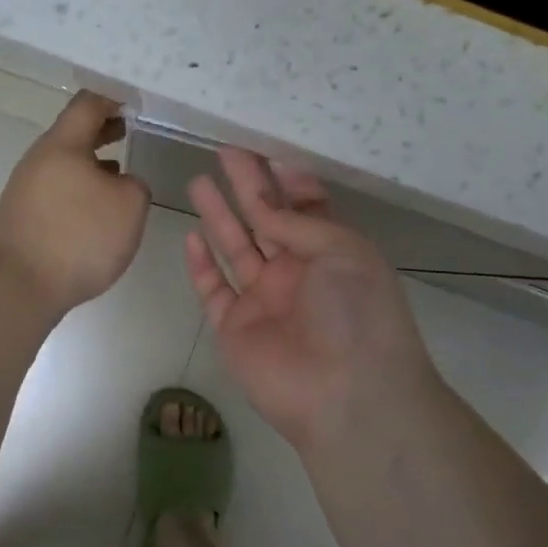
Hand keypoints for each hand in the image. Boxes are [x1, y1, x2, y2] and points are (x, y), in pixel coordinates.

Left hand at [0, 91, 151, 316]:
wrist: (20, 286)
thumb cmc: (80, 236)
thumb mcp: (129, 206)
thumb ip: (135, 184)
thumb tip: (120, 182)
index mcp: (62, 144)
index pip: (87, 104)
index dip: (113, 99)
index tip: (134, 103)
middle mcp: (39, 159)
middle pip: (73, 132)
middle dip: (103, 129)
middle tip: (130, 129)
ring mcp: (25, 187)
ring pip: (64, 162)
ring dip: (91, 161)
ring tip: (119, 171)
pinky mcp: (22, 215)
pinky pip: (56, 187)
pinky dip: (79, 186)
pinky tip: (95, 208)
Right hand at [184, 149, 439, 454]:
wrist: (347, 395)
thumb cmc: (356, 312)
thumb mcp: (342, 250)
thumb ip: (296, 221)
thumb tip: (262, 201)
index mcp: (331, 253)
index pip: (304, 208)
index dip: (285, 181)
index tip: (265, 150)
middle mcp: (297, 273)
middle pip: (266, 220)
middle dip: (247, 186)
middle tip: (225, 151)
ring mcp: (264, 300)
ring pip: (236, 248)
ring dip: (219, 215)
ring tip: (199, 180)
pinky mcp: (234, 328)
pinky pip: (213, 289)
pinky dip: (201, 265)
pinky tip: (191, 235)